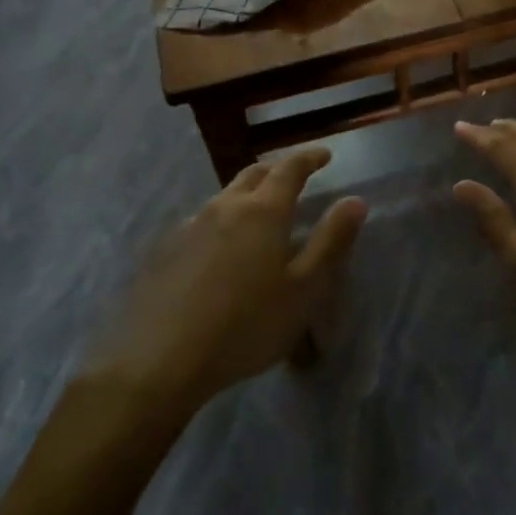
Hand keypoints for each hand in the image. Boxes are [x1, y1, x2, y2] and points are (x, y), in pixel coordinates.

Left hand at [111, 150, 365, 407]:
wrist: (161, 360)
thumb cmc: (247, 325)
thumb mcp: (304, 289)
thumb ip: (331, 241)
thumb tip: (354, 200)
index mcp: (263, 211)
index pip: (289, 169)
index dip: (309, 158)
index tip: (325, 154)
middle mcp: (224, 207)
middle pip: (253, 174)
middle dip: (277, 170)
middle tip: (294, 177)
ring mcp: (189, 226)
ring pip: (224, 197)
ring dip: (247, 195)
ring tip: (258, 213)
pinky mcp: (164, 250)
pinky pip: (201, 222)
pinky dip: (221, 222)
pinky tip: (220, 249)